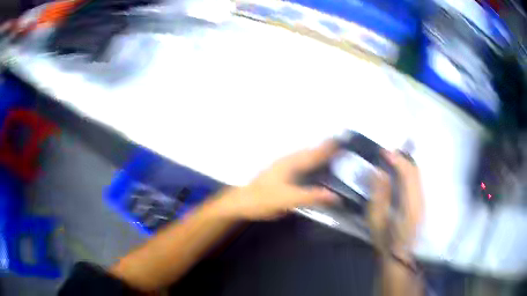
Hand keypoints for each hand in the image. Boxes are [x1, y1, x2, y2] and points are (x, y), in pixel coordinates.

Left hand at [215, 140, 338, 219]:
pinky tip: (308, 167)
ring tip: (328, 153)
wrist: (240, 203)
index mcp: (290, 164)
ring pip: (302, 156)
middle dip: (323, 148)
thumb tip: (335, 196)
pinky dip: (307, 161)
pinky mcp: (277, 172)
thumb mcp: (288, 200)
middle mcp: (286, 161)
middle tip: (338, 146)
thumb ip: (311, 197)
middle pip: (309, 151)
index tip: (341, 141)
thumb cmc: (262, 200)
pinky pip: (297, 162)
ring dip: (315, 153)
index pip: (313, 153)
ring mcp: (280, 166)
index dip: (328, 148)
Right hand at [368, 151, 422, 255]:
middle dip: (402, 158)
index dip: (397, 160)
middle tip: (387, 153)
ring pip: (417, 174)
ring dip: (405, 163)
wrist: (399, 254)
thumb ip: (379, 194)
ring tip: (392, 159)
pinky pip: (417, 180)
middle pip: (415, 171)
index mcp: (410, 204)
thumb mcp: (376, 220)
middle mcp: (420, 199)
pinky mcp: (421, 203)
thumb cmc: (385, 239)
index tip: (384, 152)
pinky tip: (399, 171)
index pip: (408, 175)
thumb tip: (380, 172)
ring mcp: (422, 201)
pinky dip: (408, 171)